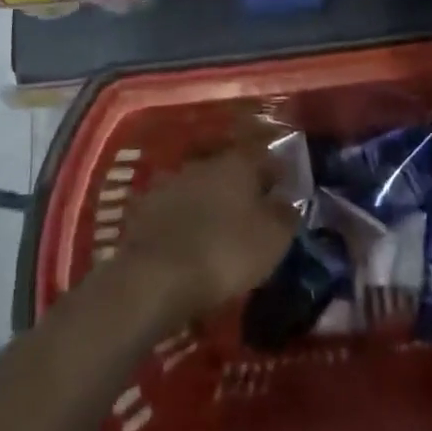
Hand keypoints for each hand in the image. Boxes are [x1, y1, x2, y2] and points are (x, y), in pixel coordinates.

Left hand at [118, 142, 298, 325]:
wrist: (156, 277)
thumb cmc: (226, 252)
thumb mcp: (273, 239)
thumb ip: (286, 214)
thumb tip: (287, 201)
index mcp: (238, 163)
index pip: (264, 153)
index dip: (276, 170)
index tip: (284, 186)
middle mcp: (203, 162)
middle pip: (228, 166)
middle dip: (240, 183)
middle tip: (250, 207)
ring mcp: (170, 181)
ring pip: (198, 184)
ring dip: (208, 198)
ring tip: (215, 224)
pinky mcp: (144, 206)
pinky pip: (172, 206)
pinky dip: (181, 217)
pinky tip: (185, 236)